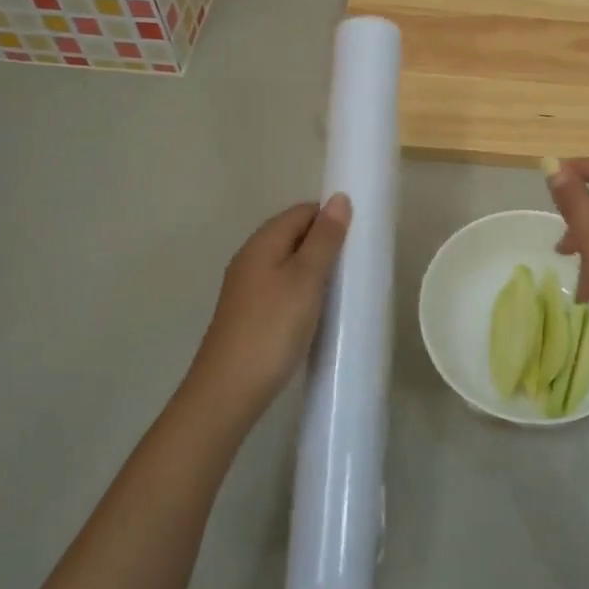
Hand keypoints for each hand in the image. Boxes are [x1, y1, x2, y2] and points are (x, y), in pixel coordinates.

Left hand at [188, 195, 349, 423]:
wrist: (229, 390)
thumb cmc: (272, 328)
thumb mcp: (306, 279)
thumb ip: (324, 239)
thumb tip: (339, 198)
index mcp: (262, 243)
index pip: (301, 212)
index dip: (330, 216)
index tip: (359, 236)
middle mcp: (250, 259)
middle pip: (293, 235)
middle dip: (325, 242)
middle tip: (356, 263)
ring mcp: (247, 288)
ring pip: (289, 263)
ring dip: (316, 269)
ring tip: (344, 286)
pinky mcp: (250, 314)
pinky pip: (283, 287)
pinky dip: (304, 290)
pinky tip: (319, 309)